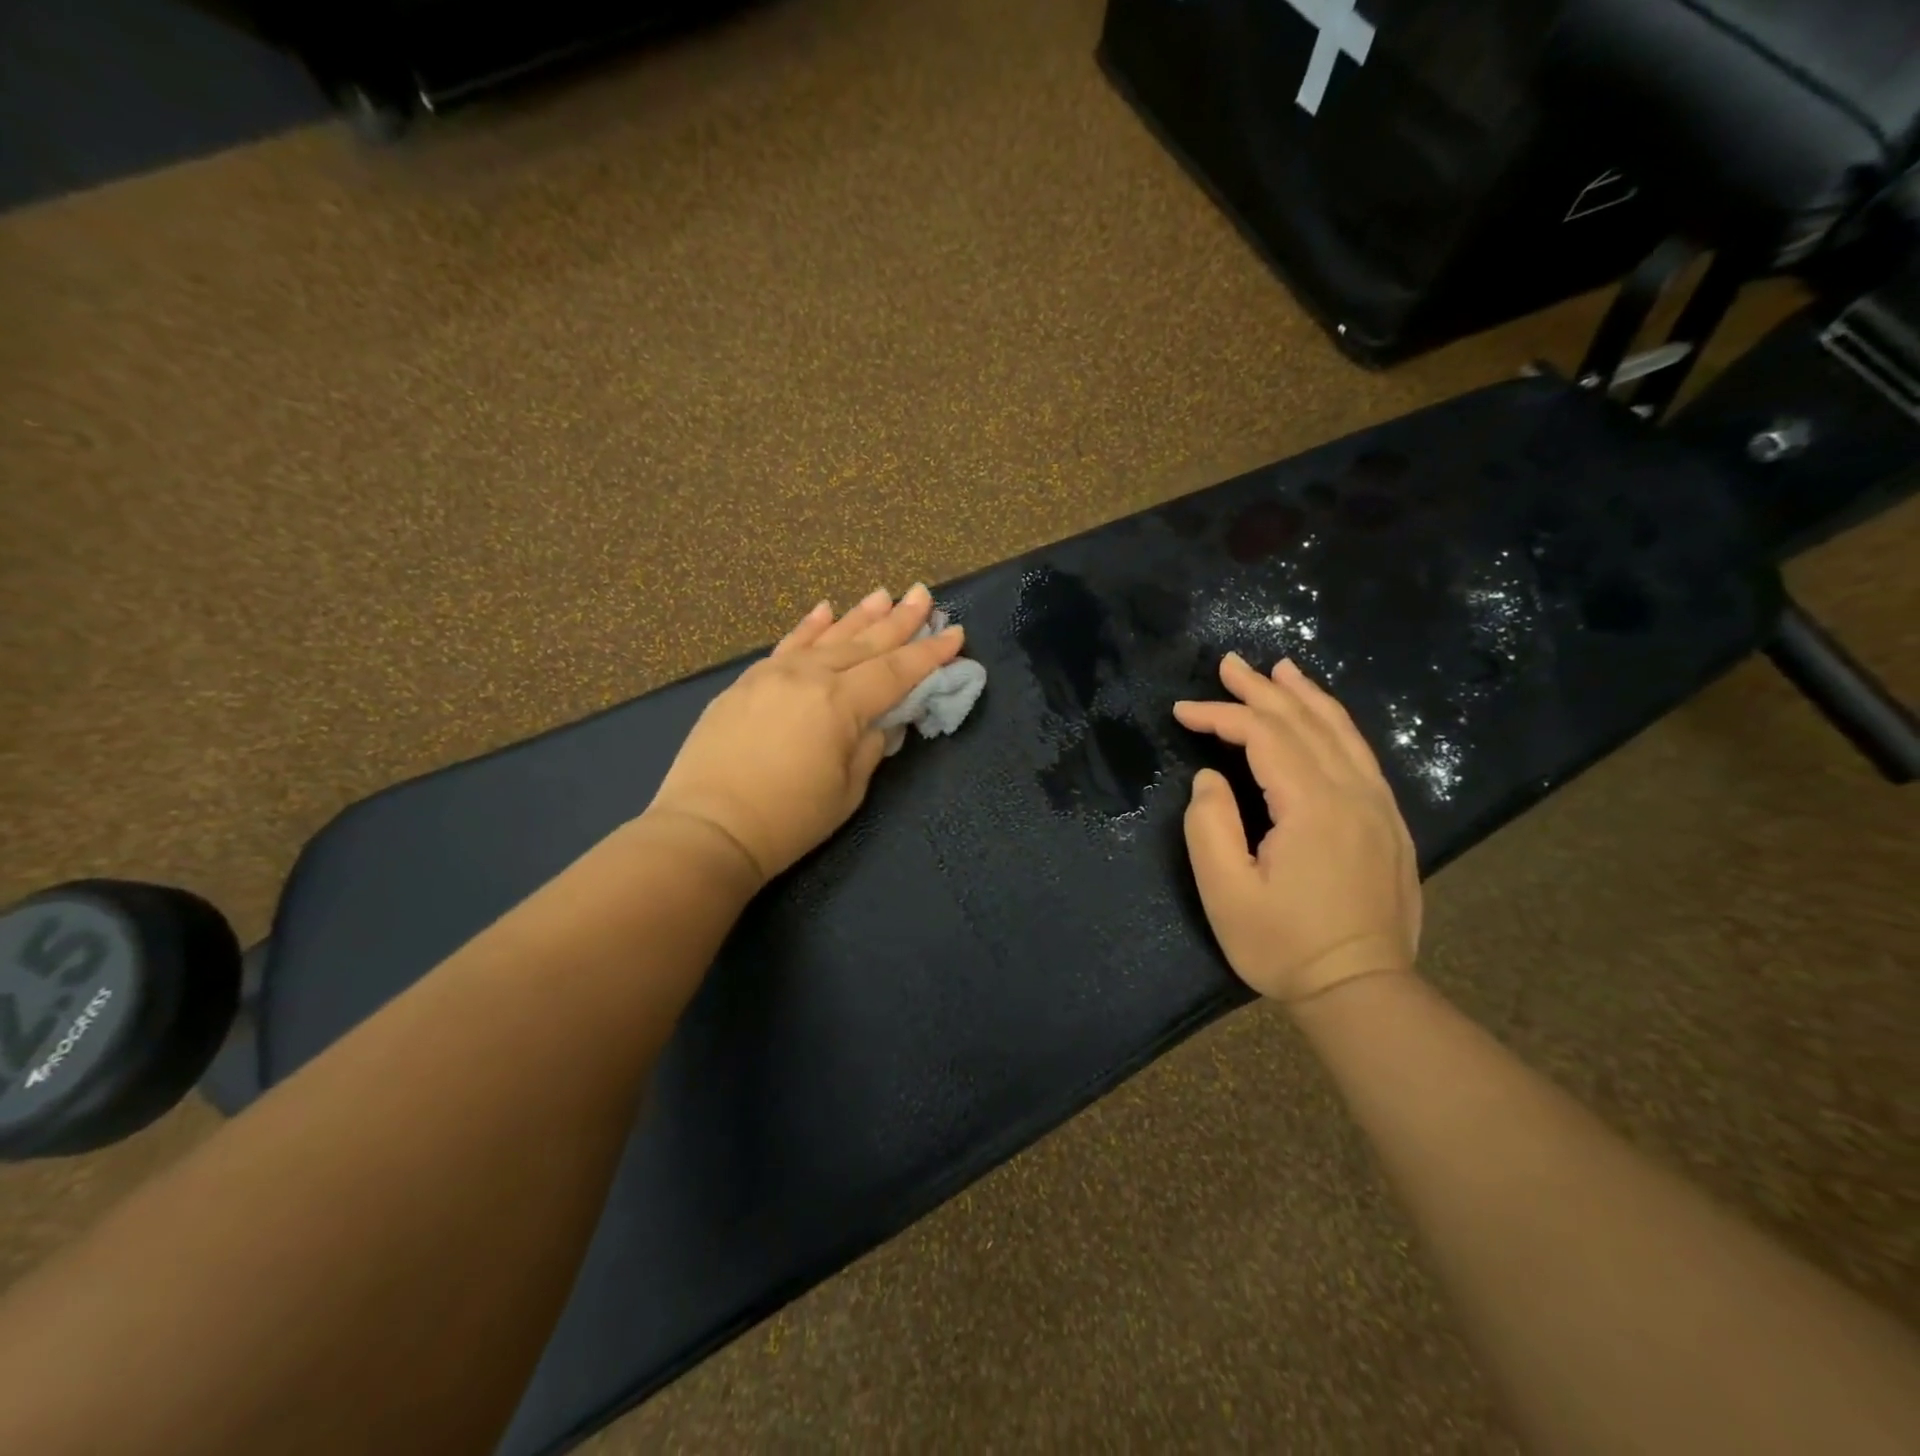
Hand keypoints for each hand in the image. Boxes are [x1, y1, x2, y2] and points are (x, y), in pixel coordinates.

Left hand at [645, 585, 964, 885]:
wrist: (708, 828)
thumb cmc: (788, 820)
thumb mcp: (848, 791)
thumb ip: (870, 748)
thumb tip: (880, 723)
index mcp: (841, 704)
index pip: (896, 671)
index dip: (929, 654)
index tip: (955, 632)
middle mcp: (810, 676)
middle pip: (865, 643)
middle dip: (899, 620)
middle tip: (922, 594)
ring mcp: (773, 674)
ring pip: (827, 637)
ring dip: (859, 615)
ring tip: (884, 594)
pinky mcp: (746, 683)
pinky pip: (786, 645)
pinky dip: (809, 627)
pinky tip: (825, 609)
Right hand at [1173, 654, 1421, 1004]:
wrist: (1361, 990)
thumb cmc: (1283, 945)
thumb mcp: (1226, 892)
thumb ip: (1209, 825)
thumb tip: (1212, 780)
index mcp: (1313, 806)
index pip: (1263, 736)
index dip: (1220, 715)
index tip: (1182, 712)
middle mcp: (1353, 793)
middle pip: (1304, 722)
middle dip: (1261, 690)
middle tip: (1228, 664)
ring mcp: (1378, 807)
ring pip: (1341, 732)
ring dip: (1305, 697)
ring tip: (1279, 670)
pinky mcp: (1388, 824)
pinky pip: (1361, 755)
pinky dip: (1336, 724)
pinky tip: (1323, 718)